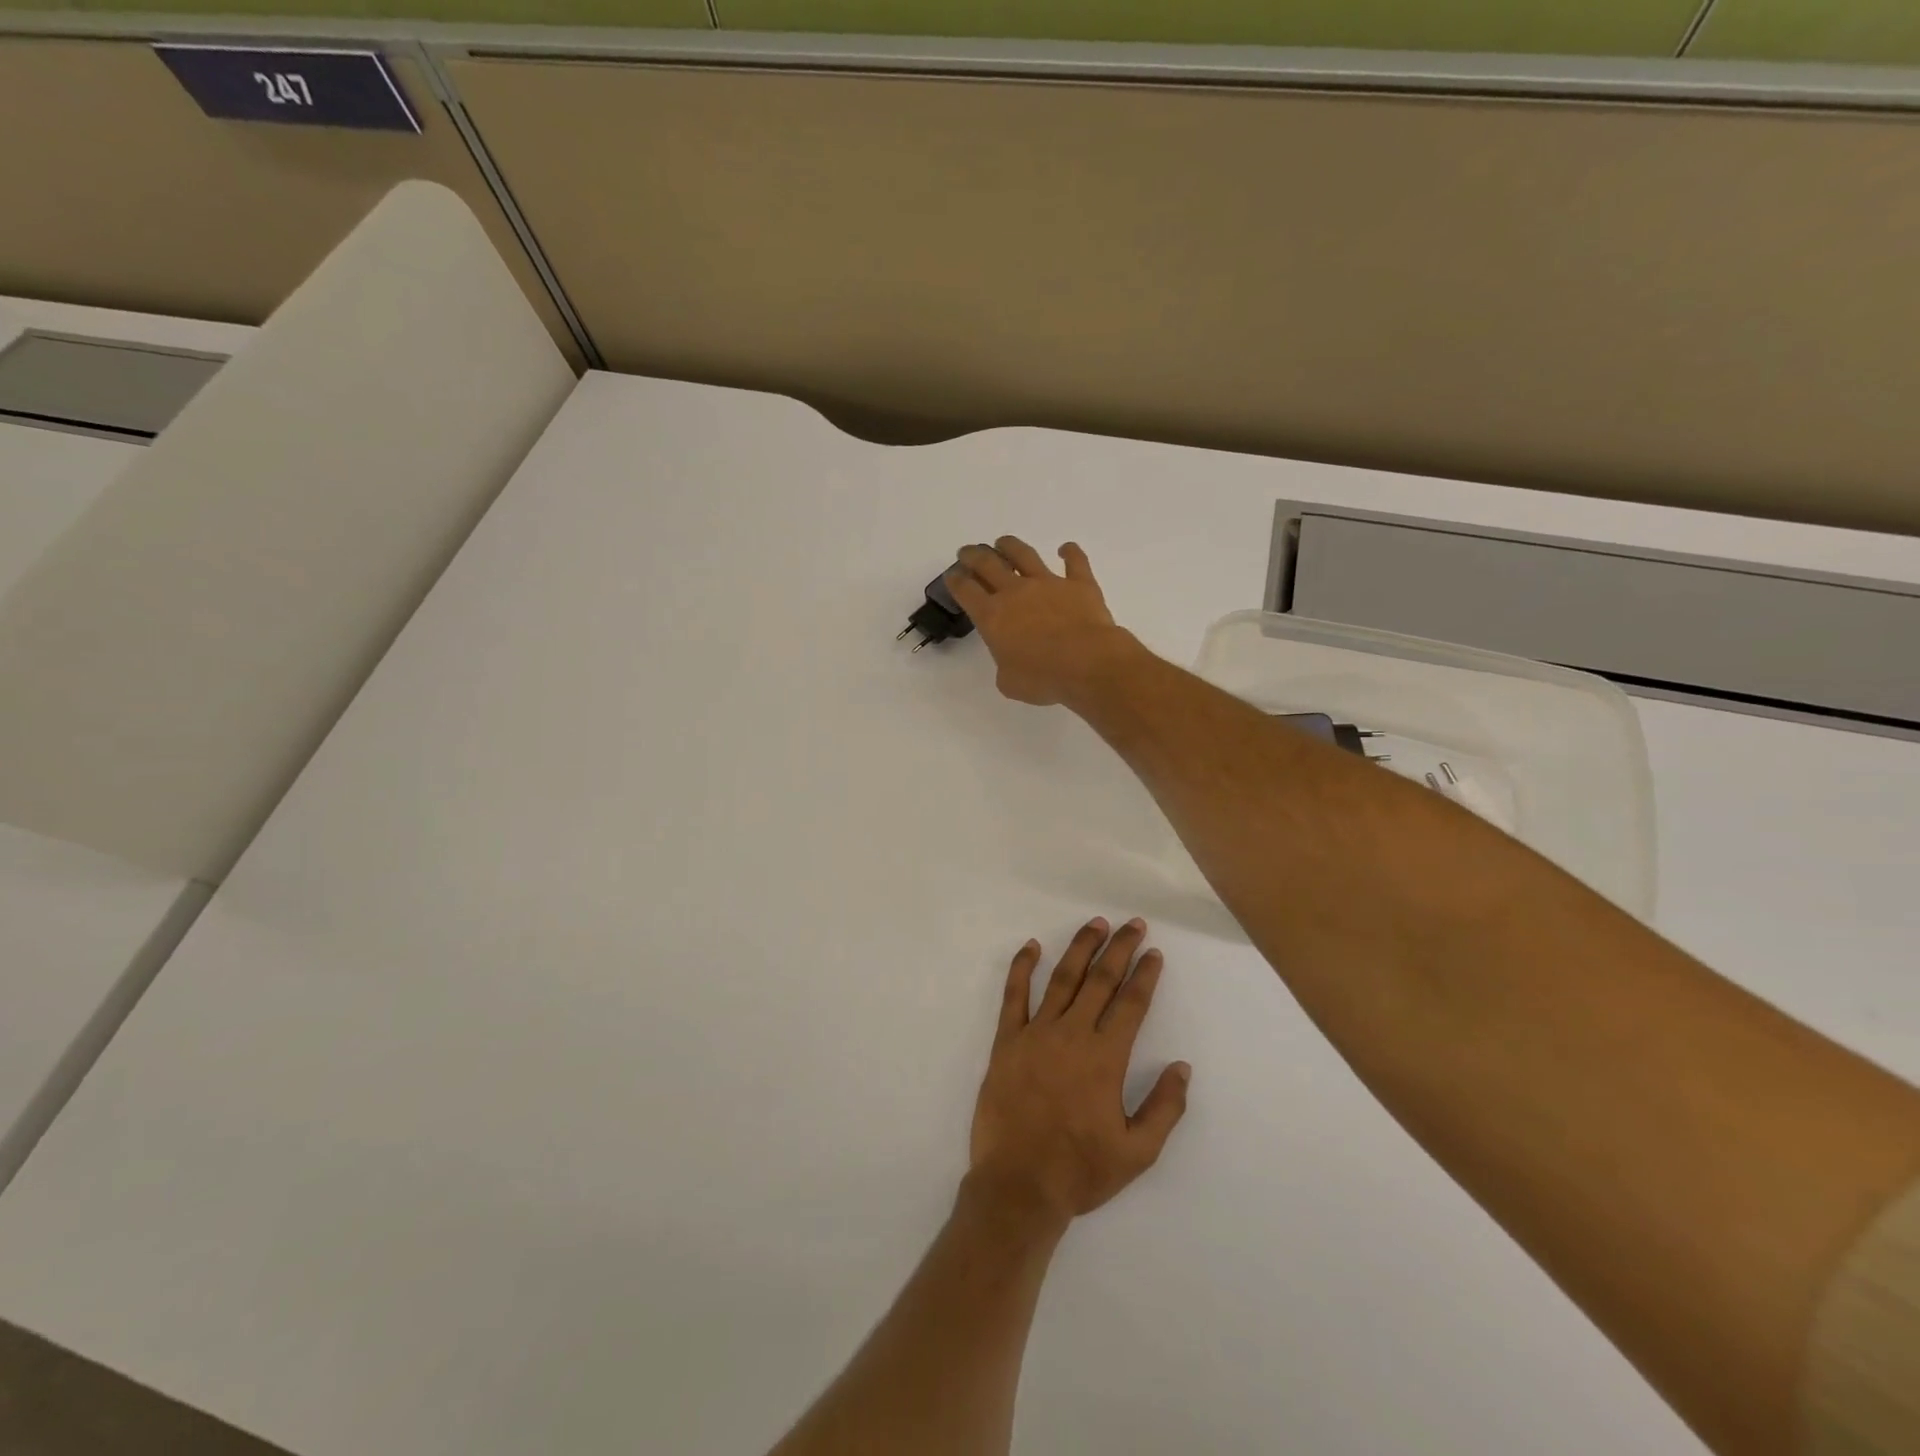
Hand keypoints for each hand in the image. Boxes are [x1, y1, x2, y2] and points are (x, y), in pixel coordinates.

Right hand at [946, 537, 1142, 706]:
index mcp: (992, 616)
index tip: (952, 575)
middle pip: (988, 564)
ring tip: (1003, 542)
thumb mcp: (1009, 682)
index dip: (956, 581)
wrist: (1088, 663)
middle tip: (968, 552)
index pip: (966, 591)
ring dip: (1010, 546)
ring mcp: (1048, 583)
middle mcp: (1016, 592)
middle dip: (974, 556)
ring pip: (1024, 555)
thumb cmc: (1043, 678)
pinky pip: (1075, 562)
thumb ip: (1005, 667)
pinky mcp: (1079, 584)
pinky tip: (1066, 548)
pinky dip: (1070, 553)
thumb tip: (1012, 663)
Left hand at [968, 916, 1191, 1231]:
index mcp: (1106, 1058)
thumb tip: (1182, 1067)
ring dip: (1081, 948)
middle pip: (1101, 980)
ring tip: (1096, 924)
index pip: (1131, 1004)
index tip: (1154, 953)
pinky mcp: (1006, 1041)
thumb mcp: (1138, 1153)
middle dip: (1120, 948)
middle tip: (1133, 924)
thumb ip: (1165, 1108)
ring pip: (1062, 978)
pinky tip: (1032, 946)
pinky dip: (1022, 967)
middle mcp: (1072, 1035)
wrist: (1018, 1186)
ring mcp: (1036, 1034)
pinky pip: (1013, 995)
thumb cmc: (1080, 1171)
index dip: (1145, 975)